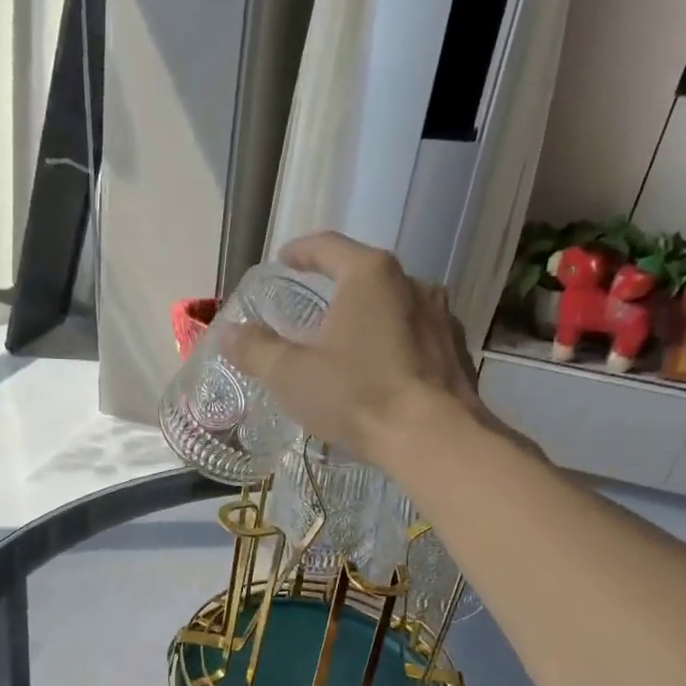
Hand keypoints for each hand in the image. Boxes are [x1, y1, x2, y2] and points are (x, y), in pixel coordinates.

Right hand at [223, 231, 497, 470]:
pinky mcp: (456, 350)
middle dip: (335, 290)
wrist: (434, 439)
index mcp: (370, 275)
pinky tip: (380, 373)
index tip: (283, 262)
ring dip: (367, 319)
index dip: (300, 252)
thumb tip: (229, 332)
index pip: (328, 246)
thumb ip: (256, 349)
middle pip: (365, 276)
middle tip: (311, 310)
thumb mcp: (291, 375)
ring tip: (345, 345)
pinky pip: (415, 336)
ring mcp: (441, 316)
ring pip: (393, 307)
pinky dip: (392, 345)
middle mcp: (412, 283)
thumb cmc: (357, 396)